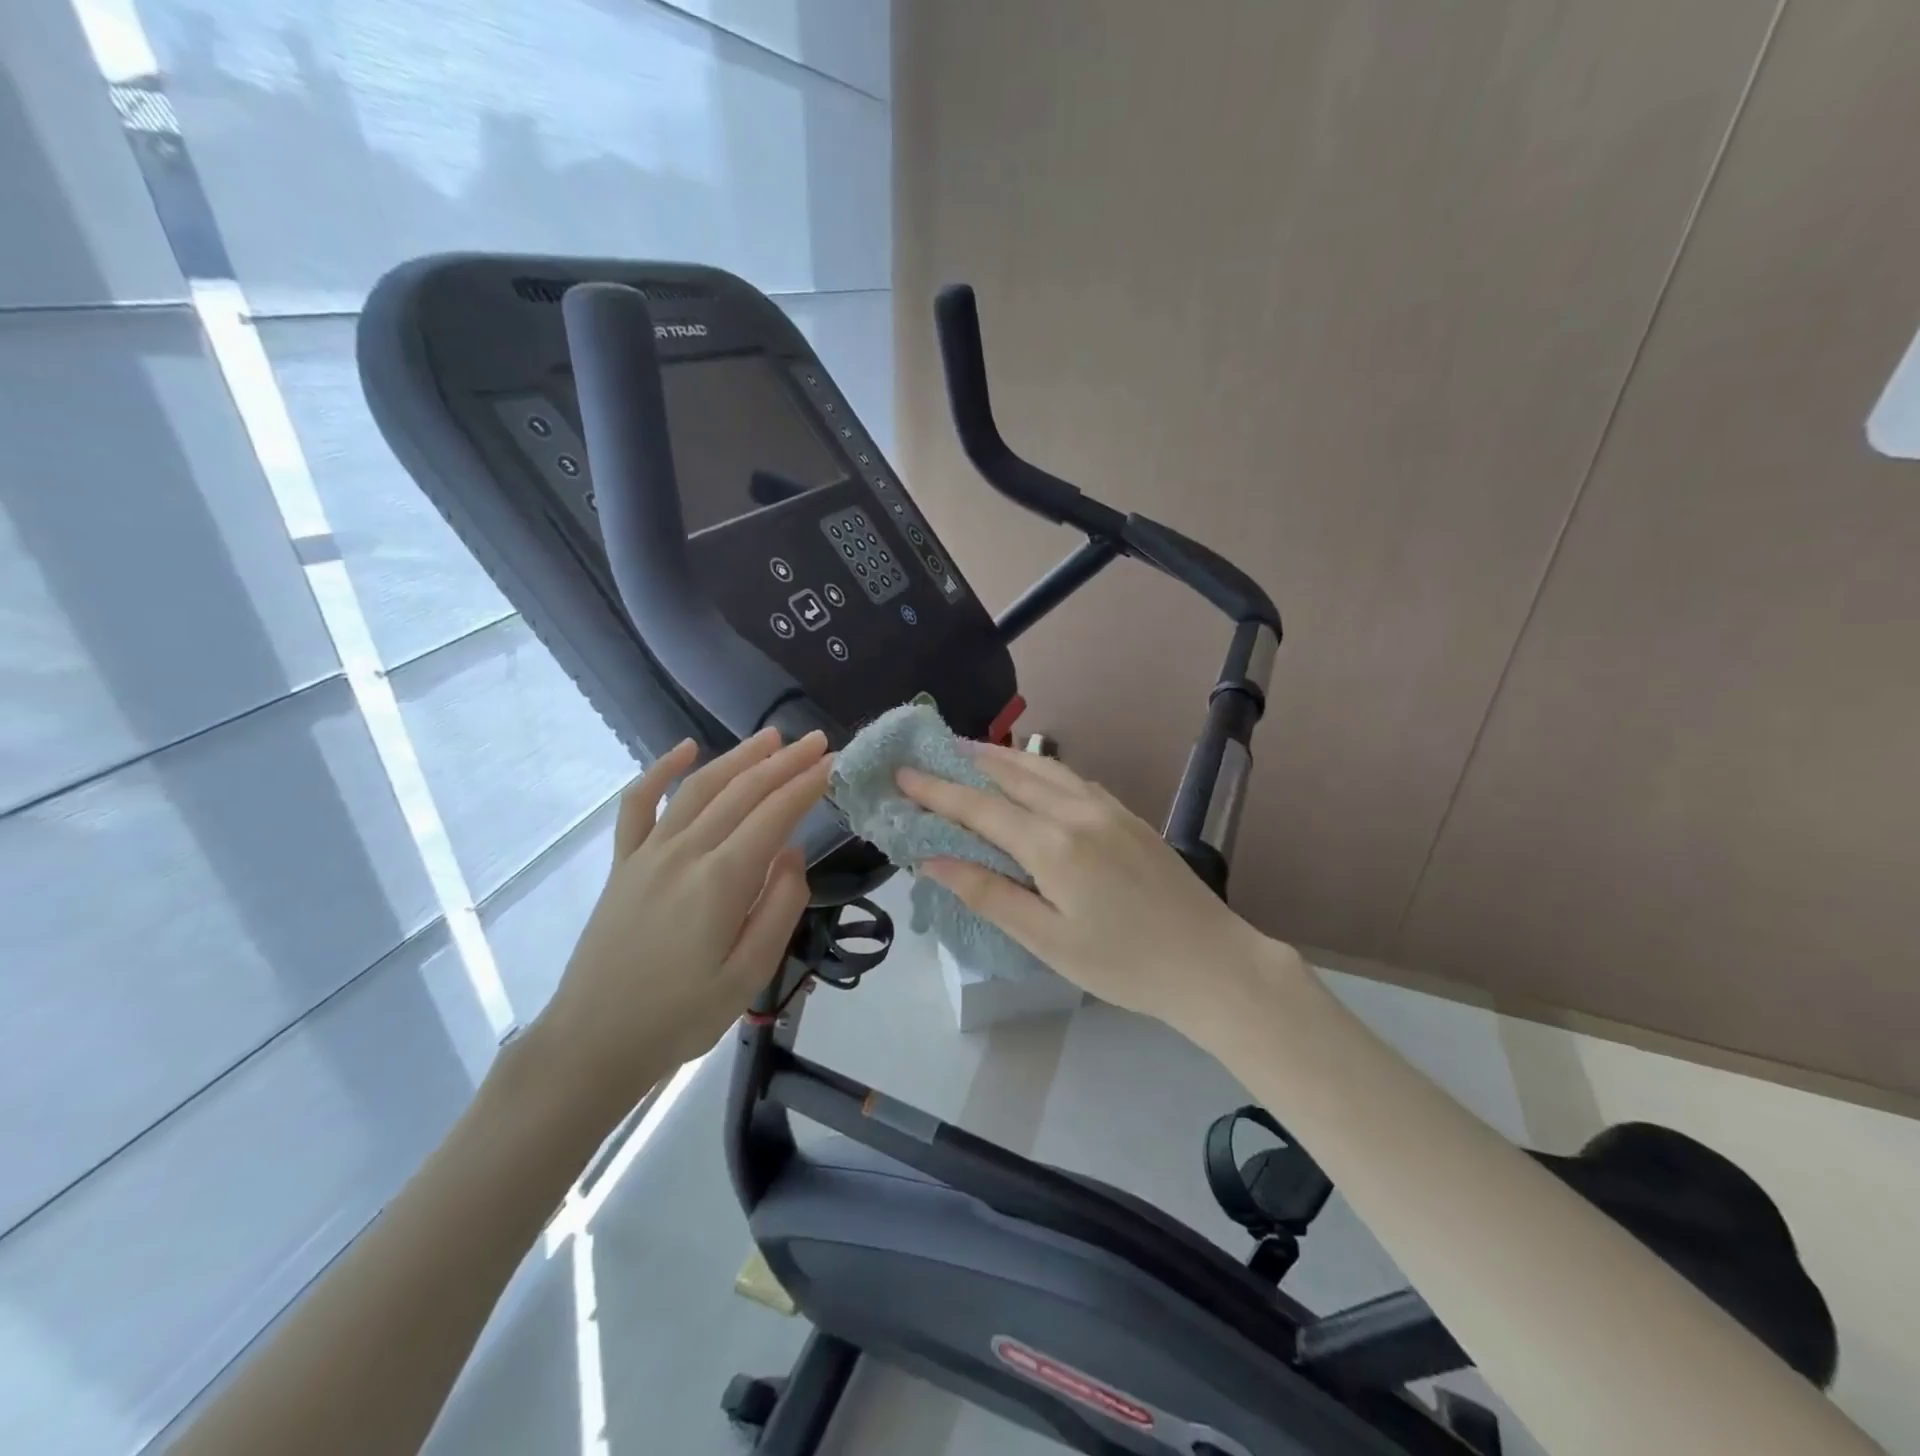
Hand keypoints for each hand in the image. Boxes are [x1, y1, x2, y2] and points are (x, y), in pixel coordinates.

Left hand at [533, 729, 830, 1120]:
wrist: (594, 1042)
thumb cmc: (681, 1016)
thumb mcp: (749, 975)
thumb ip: (780, 907)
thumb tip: (792, 854)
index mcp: (721, 880)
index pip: (775, 814)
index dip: (808, 784)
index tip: (835, 762)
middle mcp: (685, 852)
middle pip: (742, 791)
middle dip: (784, 762)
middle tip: (817, 740)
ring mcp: (648, 853)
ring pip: (699, 787)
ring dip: (738, 757)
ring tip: (772, 738)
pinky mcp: (624, 863)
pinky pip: (639, 804)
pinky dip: (660, 770)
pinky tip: (684, 750)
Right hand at [897, 743, 1301, 1039]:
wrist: (1213, 963)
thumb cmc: (1125, 964)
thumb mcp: (1048, 942)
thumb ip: (989, 895)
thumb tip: (933, 860)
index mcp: (1053, 845)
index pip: (980, 807)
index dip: (936, 790)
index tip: (901, 773)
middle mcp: (1077, 812)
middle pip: (1010, 774)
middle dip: (964, 761)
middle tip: (929, 751)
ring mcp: (1107, 808)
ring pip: (1043, 769)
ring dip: (1001, 757)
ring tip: (969, 750)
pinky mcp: (1128, 815)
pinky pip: (1071, 779)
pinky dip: (1038, 769)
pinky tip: (1031, 775)